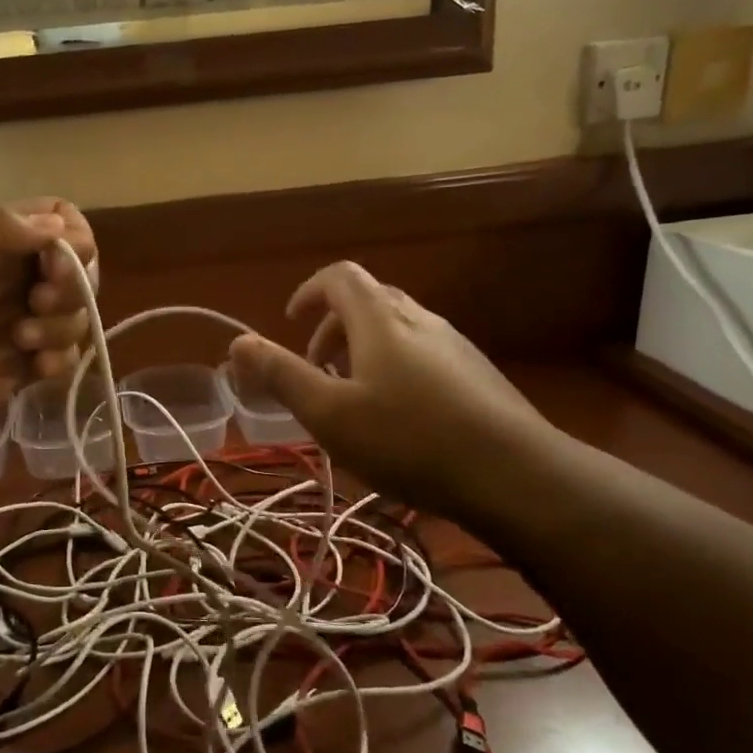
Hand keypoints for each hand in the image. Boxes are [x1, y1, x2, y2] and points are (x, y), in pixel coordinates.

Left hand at [0, 199, 96, 462]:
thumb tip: (57, 224)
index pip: (52, 218)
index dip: (70, 237)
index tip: (57, 264)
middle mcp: (5, 279)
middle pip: (73, 267)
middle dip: (70, 285)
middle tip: (36, 304)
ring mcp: (14, 325)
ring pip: (72, 313)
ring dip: (60, 326)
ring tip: (21, 343)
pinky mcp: (18, 369)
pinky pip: (63, 355)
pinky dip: (60, 360)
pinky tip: (36, 370)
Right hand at [226, 262, 559, 519]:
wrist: (515, 476)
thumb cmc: (409, 440)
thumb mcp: (330, 414)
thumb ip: (282, 375)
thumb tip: (238, 342)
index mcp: (380, 319)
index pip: (340, 277)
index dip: (309, 291)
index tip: (289, 322)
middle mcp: (420, 319)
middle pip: (368, 301)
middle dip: (332, 328)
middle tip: (315, 369)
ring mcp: (455, 345)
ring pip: (397, 330)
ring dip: (362, 351)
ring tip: (351, 399)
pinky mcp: (476, 375)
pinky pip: (422, 354)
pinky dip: (393, 369)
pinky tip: (397, 421)